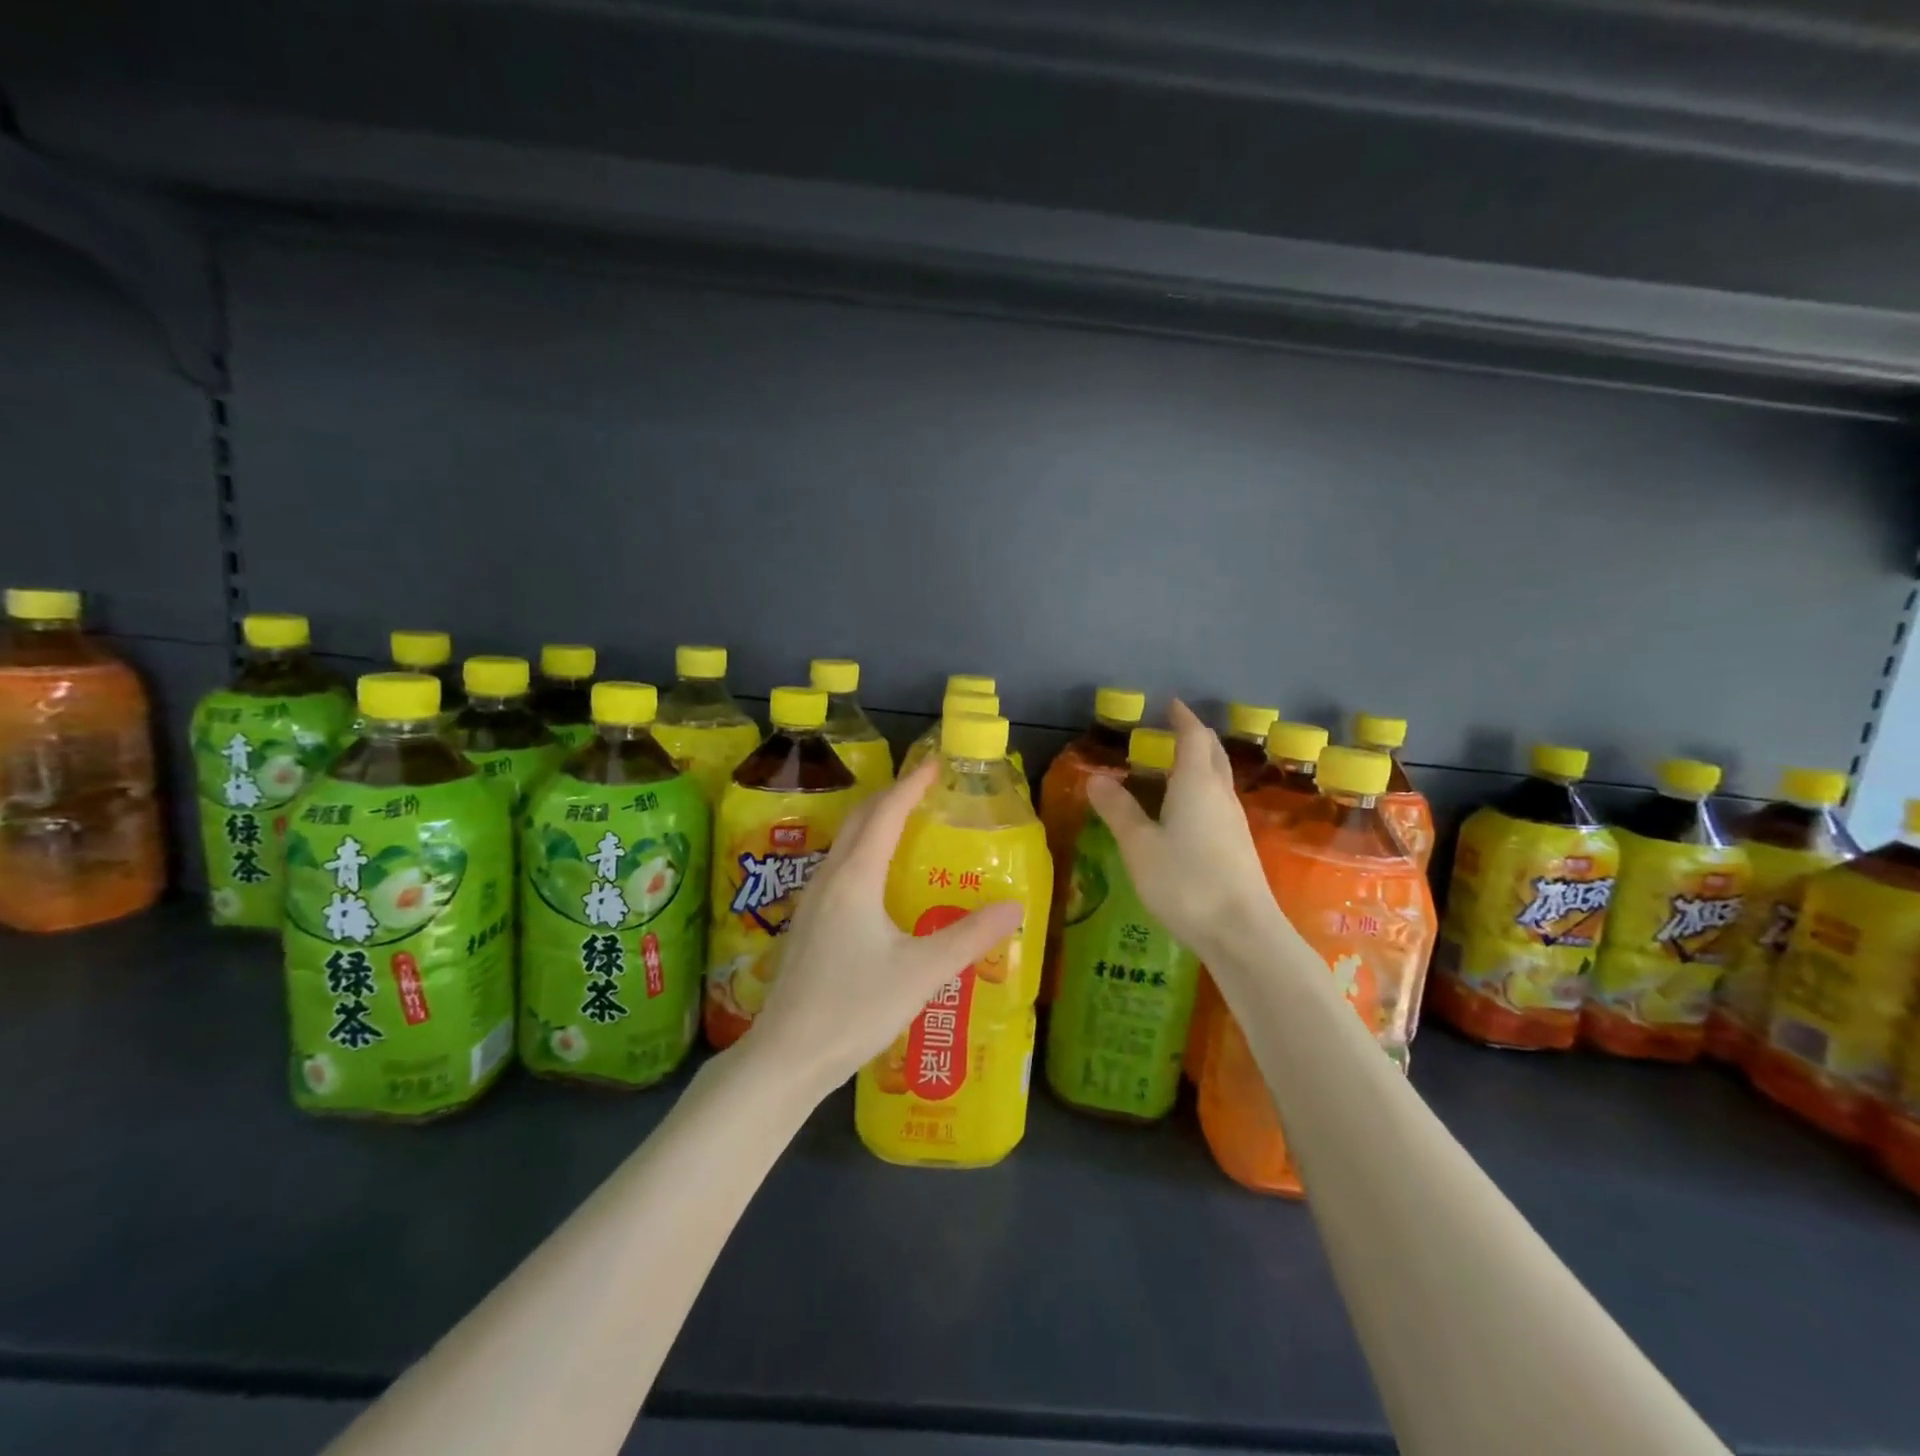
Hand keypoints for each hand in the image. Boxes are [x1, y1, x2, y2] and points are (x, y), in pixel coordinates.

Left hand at [746, 760, 1025, 1098]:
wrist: (786, 1055)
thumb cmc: (854, 1008)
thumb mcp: (921, 972)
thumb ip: (969, 937)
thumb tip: (1015, 907)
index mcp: (855, 878)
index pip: (885, 813)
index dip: (911, 785)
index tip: (935, 764)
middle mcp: (830, 878)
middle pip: (860, 820)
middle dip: (892, 796)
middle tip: (926, 789)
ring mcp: (812, 901)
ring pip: (846, 843)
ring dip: (875, 824)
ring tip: (909, 825)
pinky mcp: (807, 924)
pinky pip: (840, 868)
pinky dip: (864, 852)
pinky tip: (881, 880)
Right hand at [1085, 700, 1282, 961]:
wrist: (1242, 931)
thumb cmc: (1185, 881)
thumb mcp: (1139, 845)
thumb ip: (1118, 810)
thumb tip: (1097, 778)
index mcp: (1196, 784)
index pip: (1193, 737)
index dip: (1181, 718)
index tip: (1170, 704)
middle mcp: (1220, 795)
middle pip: (1212, 753)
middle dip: (1194, 737)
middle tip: (1171, 731)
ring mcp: (1234, 821)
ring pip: (1217, 778)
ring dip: (1199, 764)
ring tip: (1172, 767)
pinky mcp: (1238, 846)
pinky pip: (1218, 802)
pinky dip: (1201, 790)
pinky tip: (1185, 811)